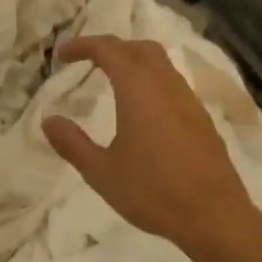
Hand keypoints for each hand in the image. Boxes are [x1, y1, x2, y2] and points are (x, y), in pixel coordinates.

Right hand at [43, 35, 261, 254]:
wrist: (213, 216)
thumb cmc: (152, 192)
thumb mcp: (101, 172)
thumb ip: (72, 143)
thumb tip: (48, 120)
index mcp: (139, 91)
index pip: (110, 50)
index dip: (84, 45)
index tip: (62, 55)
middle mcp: (167, 86)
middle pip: (140, 48)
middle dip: (112, 47)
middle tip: (88, 61)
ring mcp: (189, 102)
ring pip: (161, 64)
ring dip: (134, 62)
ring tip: (112, 80)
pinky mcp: (202, 119)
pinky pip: (173, 84)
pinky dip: (151, 81)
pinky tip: (143, 109)